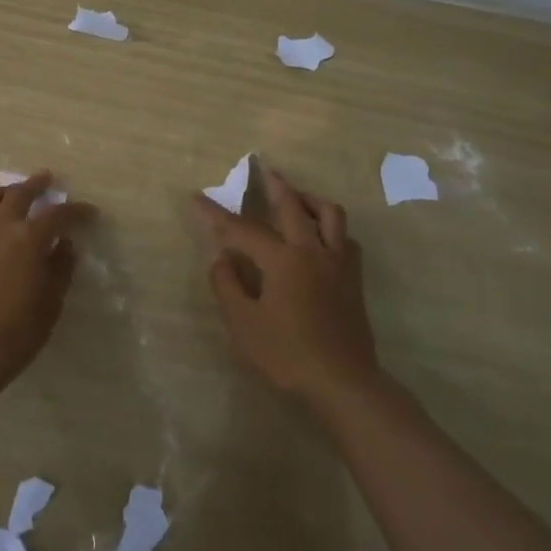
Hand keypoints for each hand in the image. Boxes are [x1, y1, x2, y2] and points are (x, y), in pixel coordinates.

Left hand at [0, 174, 93, 390]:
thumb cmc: (17, 330)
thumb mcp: (51, 302)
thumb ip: (60, 268)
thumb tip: (64, 245)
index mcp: (29, 238)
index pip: (58, 214)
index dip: (77, 211)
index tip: (90, 212)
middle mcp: (0, 228)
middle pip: (19, 193)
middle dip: (36, 184)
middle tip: (48, 179)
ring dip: (4, 191)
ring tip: (13, 194)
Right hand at [192, 164, 377, 400]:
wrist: (343, 381)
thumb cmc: (287, 354)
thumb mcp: (243, 324)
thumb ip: (227, 285)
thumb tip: (221, 258)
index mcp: (282, 259)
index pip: (242, 229)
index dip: (216, 214)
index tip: (196, 198)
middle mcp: (312, 250)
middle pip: (292, 205)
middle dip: (273, 185)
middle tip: (262, 169)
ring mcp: (338, 262)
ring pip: (329, 213)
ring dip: (309, 198)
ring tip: (296, 195)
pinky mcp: (353, 278)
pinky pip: (345, 237)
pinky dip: (330, 226)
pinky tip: (321, 234)